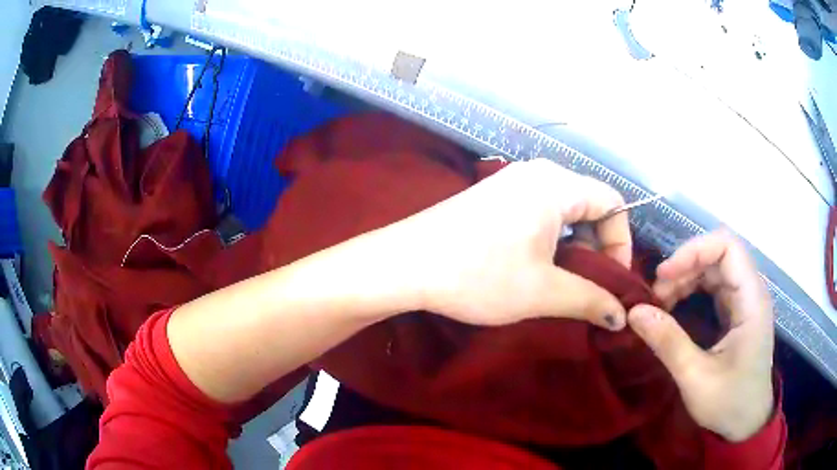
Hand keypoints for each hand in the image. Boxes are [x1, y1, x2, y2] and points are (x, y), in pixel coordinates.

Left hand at [398, 158, 631, 329]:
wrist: (404, 264)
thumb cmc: (478, 275)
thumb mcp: (543, 292)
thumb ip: (591, 300)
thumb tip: (622, 316)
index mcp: (556, 184)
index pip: (613, 203)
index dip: (621, 244)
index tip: (613, 282)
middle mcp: (538, 173)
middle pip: (590, 205)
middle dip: (597, 247)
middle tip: (590, 287)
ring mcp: (512, 181)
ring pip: (564, 211)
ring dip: (574, 247)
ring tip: (564, 282)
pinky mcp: (494, 196)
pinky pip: (539, 212)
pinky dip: (550, 239)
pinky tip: (537, 267)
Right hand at [627, 231, 774, 441]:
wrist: (747, 423)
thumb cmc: (729, 404)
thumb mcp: (696, 379)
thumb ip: (668, 343)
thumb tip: (634, 312)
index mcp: (751, 301)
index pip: (727, 247)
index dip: (694, 251)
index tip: (664, 276)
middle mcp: (751, 291)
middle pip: (718, 254)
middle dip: (685, 267)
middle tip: (655, 296)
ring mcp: (745, 300)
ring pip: (714, 268)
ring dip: (686, 278)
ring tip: (661, 303)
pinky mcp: (738, 311)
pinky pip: (714, 286)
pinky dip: (692, 290)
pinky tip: (675, 307)